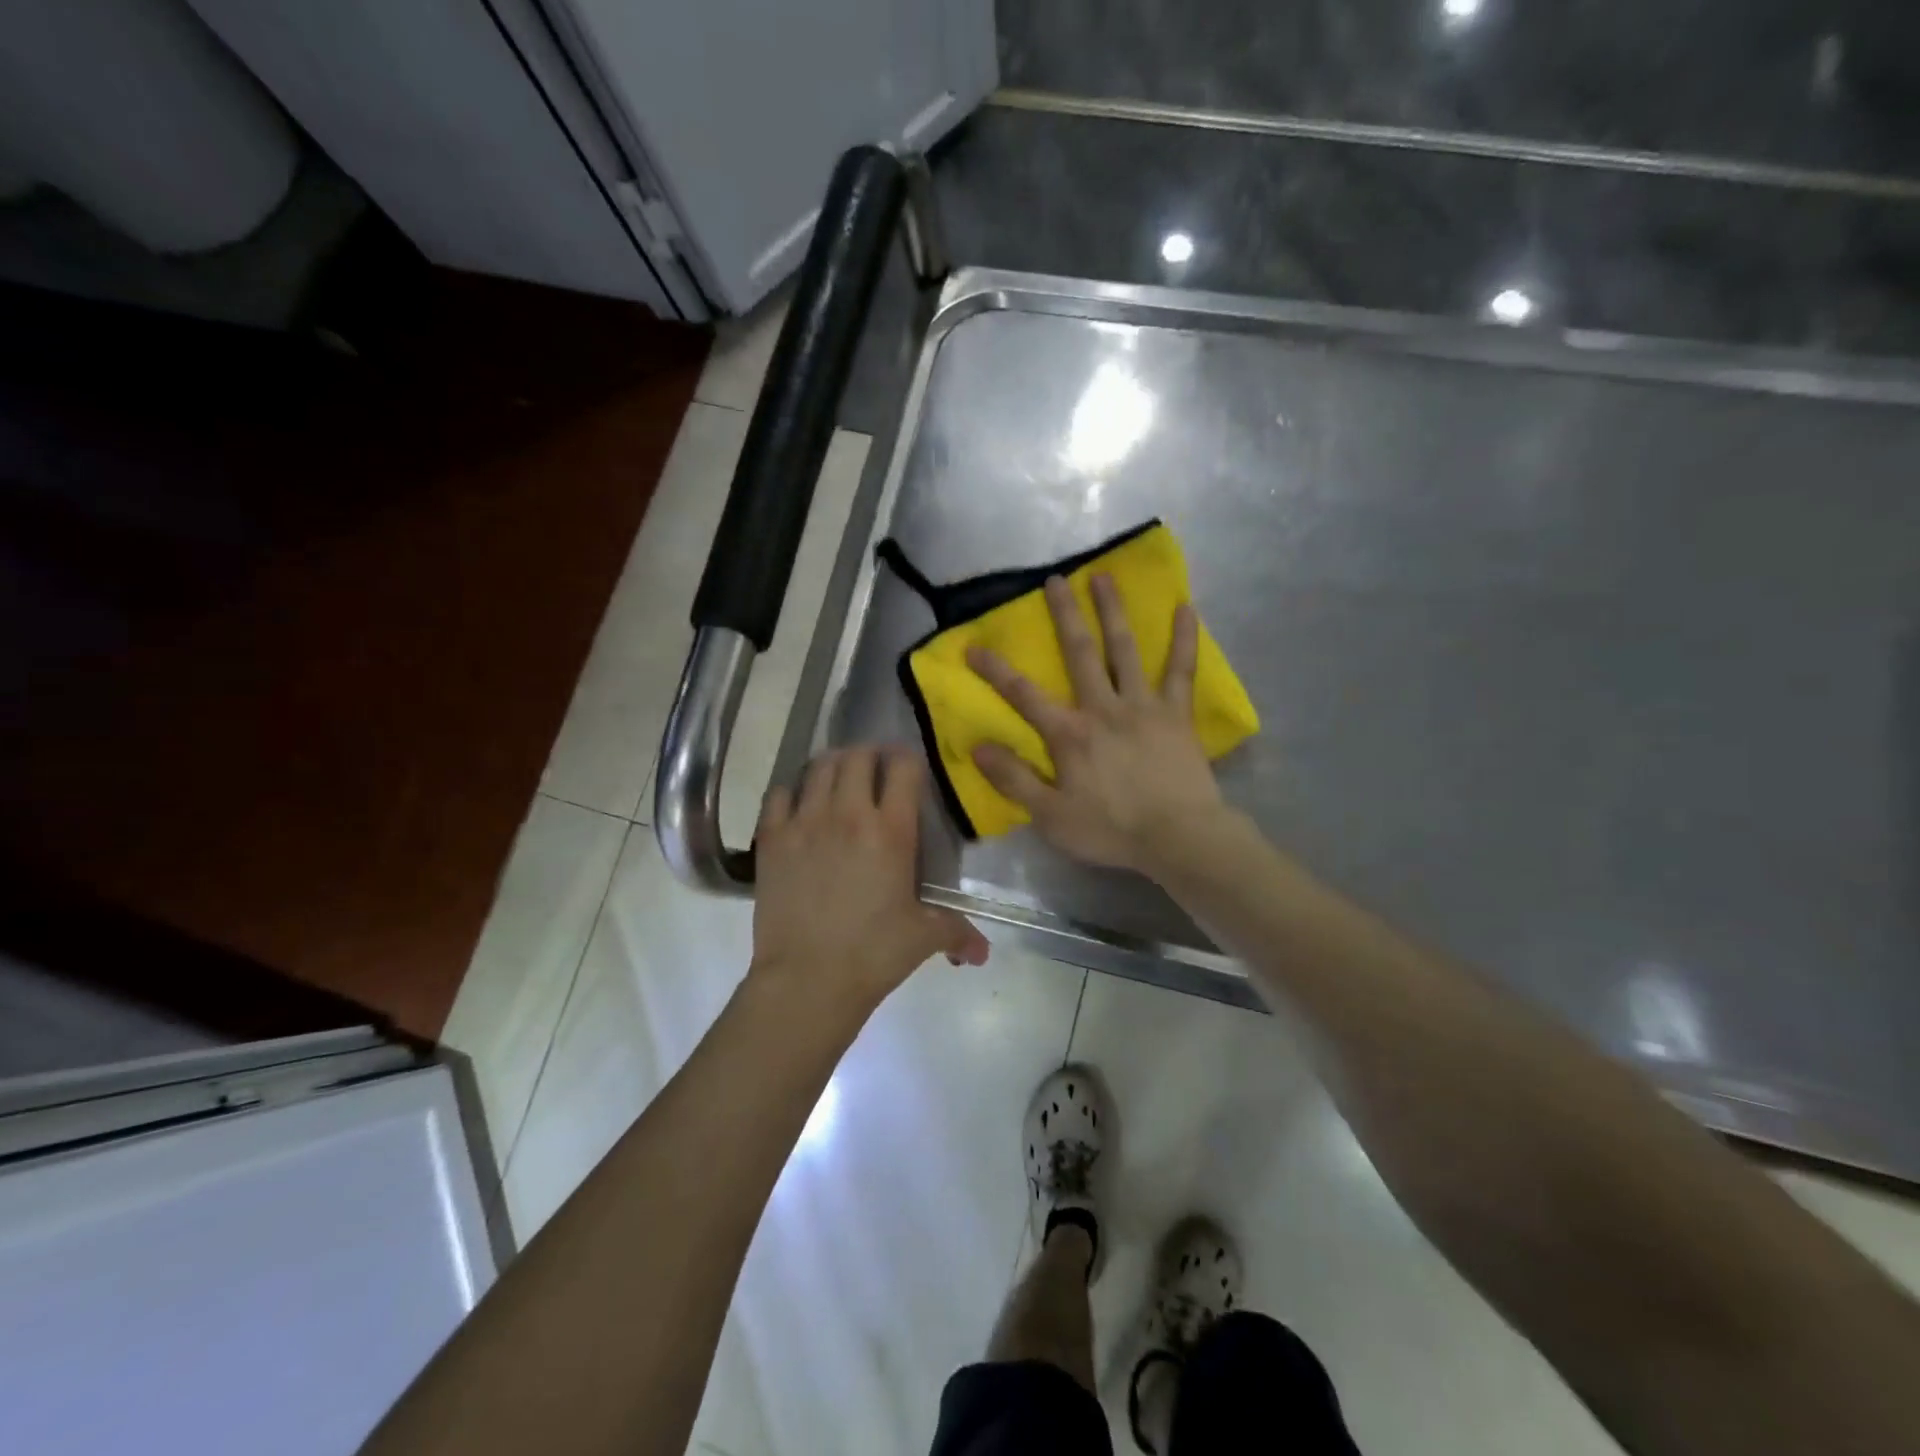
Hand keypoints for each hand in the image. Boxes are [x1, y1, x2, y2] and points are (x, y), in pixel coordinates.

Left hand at [752, 746, 988, 1011]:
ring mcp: (805, 822)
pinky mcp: (772, 838)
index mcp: (891, 830)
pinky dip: (792, 790)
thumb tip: (982, 953)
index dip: (908, 759)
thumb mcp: (923, 938)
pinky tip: (799, 804)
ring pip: (819, 767)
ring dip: (833, 764)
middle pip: (858, 756)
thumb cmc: (873, 954)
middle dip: (870, 755)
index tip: (909, 768)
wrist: (808, 980)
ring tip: (839, 778)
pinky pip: (779, 793)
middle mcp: (848, 813)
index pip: (903, 767)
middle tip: (874, 770)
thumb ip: (957, 933)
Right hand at [967, 574, 1224, 872]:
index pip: (1023, 695)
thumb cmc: (1111, 829)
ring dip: (1113, 612)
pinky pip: (1181, 670)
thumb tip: (978, 747)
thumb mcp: (1051, 816)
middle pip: (1080, 654)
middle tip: (1055, 579)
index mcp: (1070, 733)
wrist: (1178, 838)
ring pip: (1126, 650)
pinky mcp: (1177, 714)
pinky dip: (1184, 639)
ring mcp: (1144, 706)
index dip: (995, 670)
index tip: (973, 646)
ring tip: (1104, 578)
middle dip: (1064, 616)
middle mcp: (1103, 708)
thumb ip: (1014, 779)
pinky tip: (1186, 608)